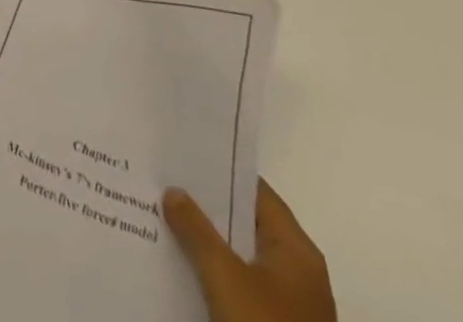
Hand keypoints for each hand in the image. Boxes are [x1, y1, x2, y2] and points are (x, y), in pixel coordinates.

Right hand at [165, 180, 336, 321]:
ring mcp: (289, 306)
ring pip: (241, 258)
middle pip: (246, 225)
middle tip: (165, 185)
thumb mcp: (225, 278)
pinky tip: (184, 270)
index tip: (183, 157)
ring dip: (208, 244)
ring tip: (165, 220)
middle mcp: (297, 271)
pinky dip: (215, 276)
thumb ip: (197, 230)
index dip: (220, 172)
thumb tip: (174, 191)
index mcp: (296, 249)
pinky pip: (241, 289)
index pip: (255, 191)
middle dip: (207, 209)